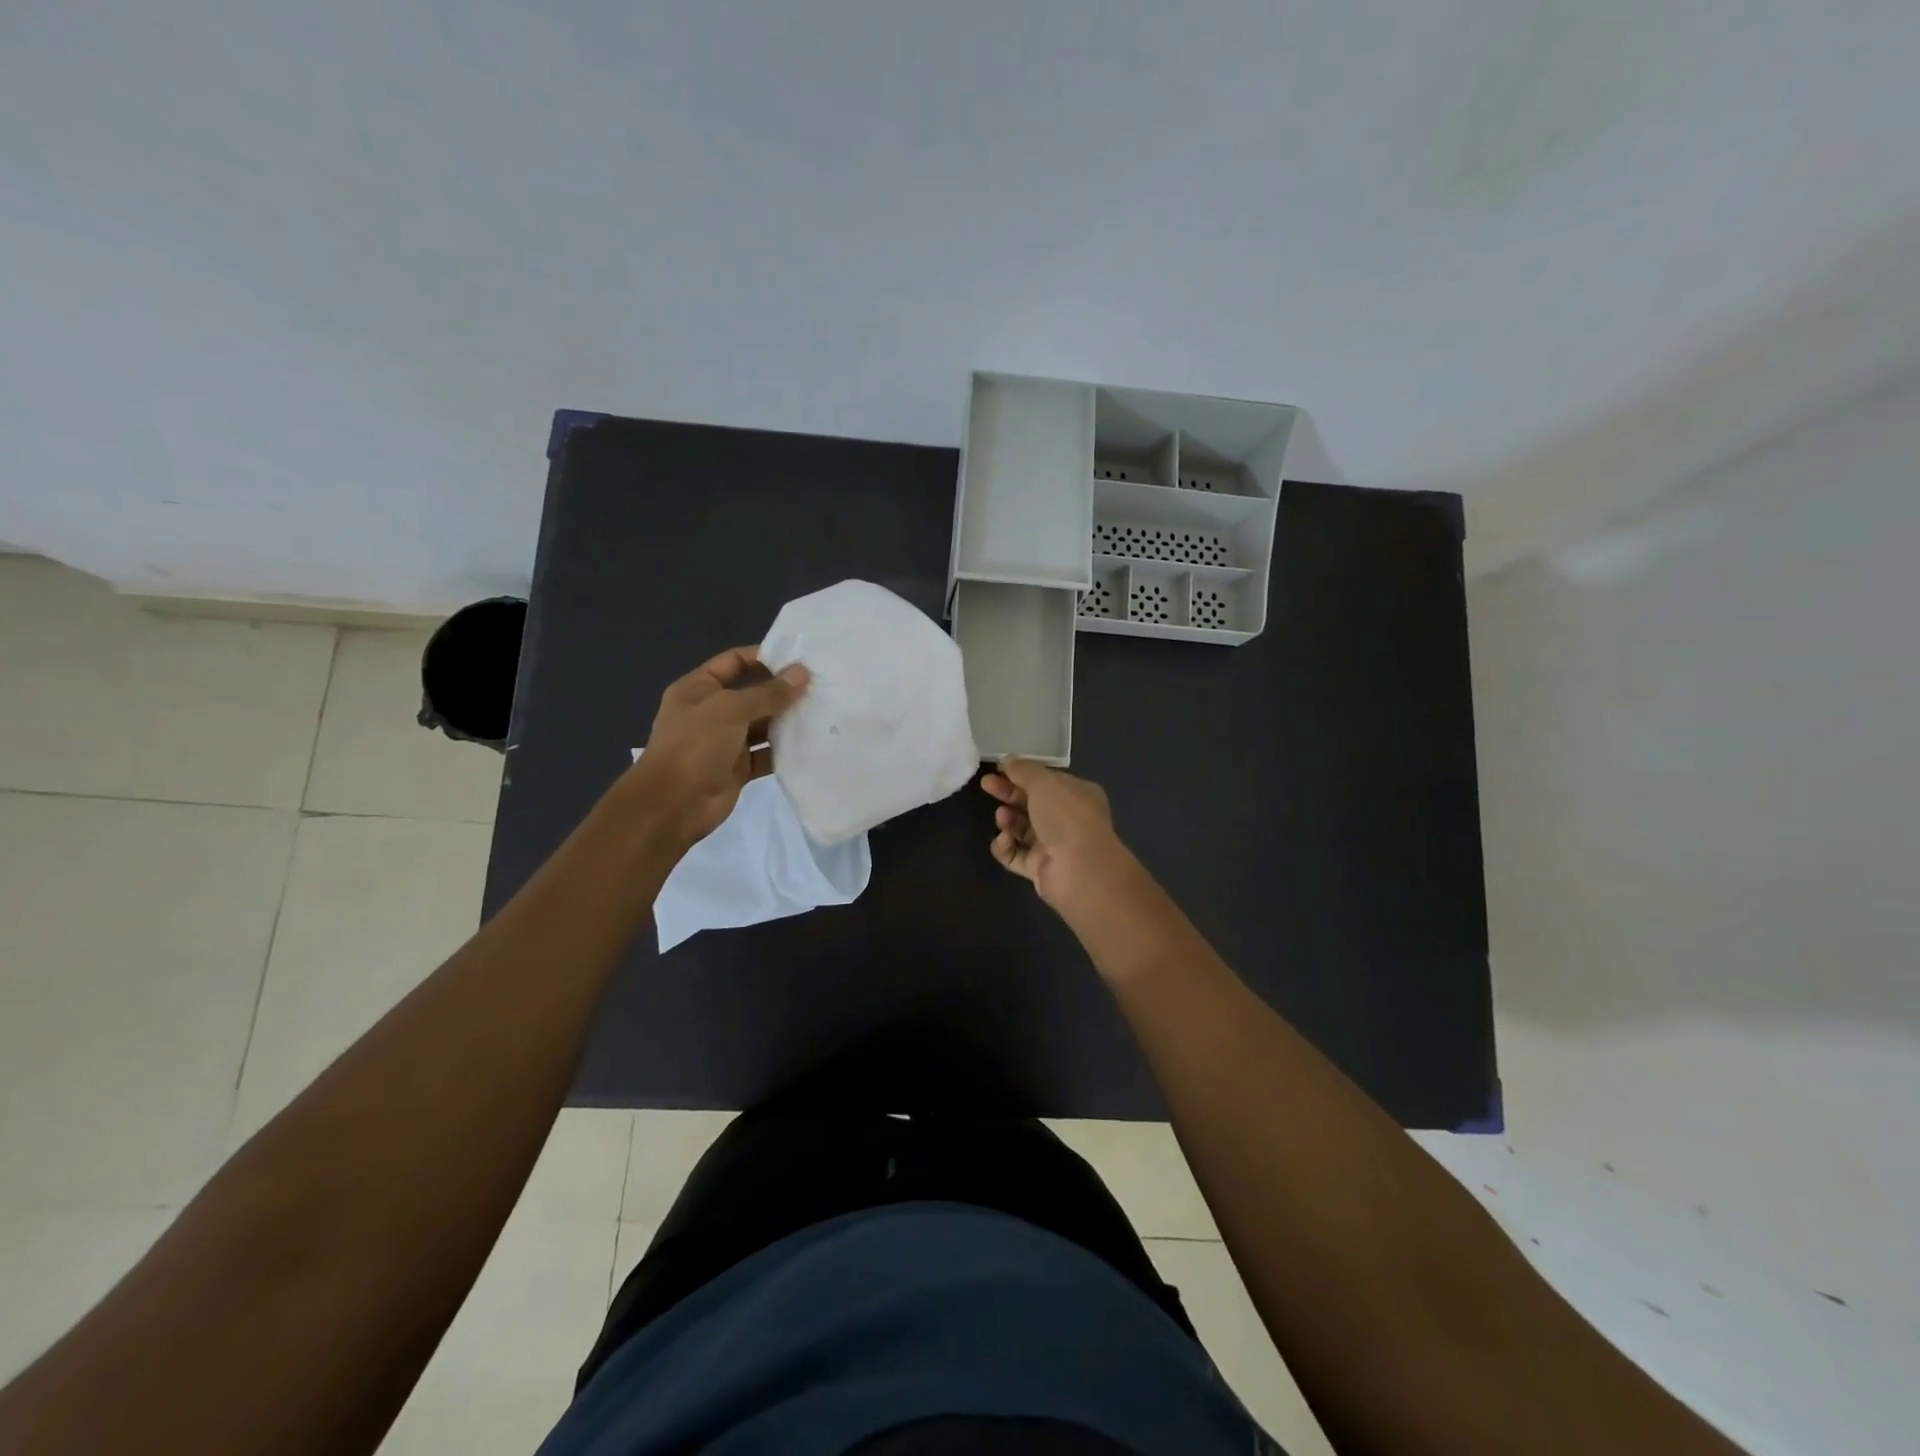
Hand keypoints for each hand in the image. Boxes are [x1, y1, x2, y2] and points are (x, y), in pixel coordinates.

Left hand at [629, 646, 808, 847]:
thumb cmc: (695, 746)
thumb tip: (802, 673)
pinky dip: (785, 749)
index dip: (764, 656)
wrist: (673, 805)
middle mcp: (711, 712)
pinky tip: (811, 743)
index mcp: (699, 689)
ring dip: (787, 719)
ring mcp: (725, 741)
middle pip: (752, 693)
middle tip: (820, 685)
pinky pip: (766, 753)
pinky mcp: (738, 768)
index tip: (799, 659)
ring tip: (822, 711)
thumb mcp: (730, 710)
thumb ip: (768, 693)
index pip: (734, 661)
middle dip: (782, 689)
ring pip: (762, 724)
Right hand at [980, 756, 1137, 912]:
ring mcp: (1053, 846)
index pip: (1046, 781)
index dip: (1022, 773)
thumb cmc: (1066, 816)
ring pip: (1022, 829)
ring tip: (1002, 817)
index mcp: (1076, 794)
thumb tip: (1007, 760)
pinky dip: (1005, 847)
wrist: (1080, 869)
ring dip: (1008, 820)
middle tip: (986, 785)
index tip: (998, 769)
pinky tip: (1004, 840)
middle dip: (1008, 793)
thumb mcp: (1044, 782)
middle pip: (1031, 803)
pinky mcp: (1039, 869)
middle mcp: (1067, 819)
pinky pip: (1015, 855)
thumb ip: (1023, 769)